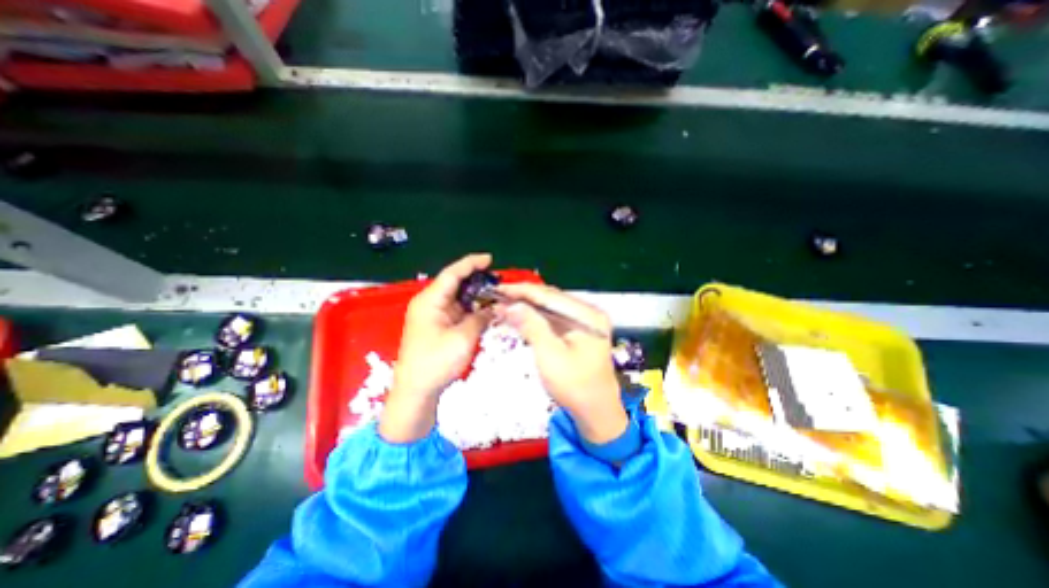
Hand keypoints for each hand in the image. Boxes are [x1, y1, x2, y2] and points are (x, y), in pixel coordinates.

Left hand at [382, 254, 497, 443]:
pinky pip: (457, 310)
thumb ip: (481, 318)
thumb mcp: (463, 338)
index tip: (489, 259)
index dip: (471, 264)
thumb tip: (494, 308)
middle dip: (476, 279)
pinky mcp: (437, 326)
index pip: (452, 274)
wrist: (416, 391)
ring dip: (475, 295)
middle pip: (454, 283)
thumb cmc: (436, 362)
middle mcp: (430, 303)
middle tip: (498, 280)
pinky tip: (485, 309)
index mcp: (430, 300)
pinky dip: (471, 308)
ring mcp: (433, 315)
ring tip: (496, 293)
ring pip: (457, 297)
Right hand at [494, 283, 619, 441]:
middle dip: (523, 297)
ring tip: (504, 304)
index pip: (549, 295)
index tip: (497, 289)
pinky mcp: (579, 330)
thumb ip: (530, 325)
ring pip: (551, 307)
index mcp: (587, 315)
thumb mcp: (549, 355)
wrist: (596, 412)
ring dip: (528, 306)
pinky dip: (536, 317)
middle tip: (497, 297)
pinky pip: (554, 318)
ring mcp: (585, 321)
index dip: (521, 291)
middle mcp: (589, 312)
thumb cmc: (575, 386)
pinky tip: (521, 316)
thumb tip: (510, 304)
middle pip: (551, 298)